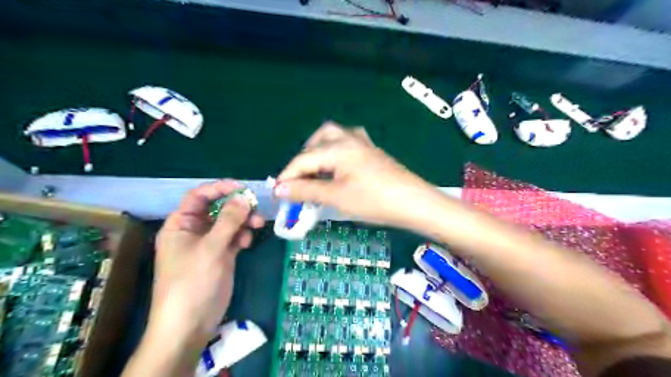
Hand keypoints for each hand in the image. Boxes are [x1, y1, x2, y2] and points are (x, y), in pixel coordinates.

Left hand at [147, 181, 264, 348]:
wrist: (190, 323)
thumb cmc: (193, 281)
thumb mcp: (211, 248)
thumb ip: (229, 220)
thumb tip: (244, 197)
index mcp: (181, 224)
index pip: (199, 197)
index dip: (219, 188)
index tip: (242, 187)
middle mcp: (194, 231)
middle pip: (217, 209)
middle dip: (237, 207)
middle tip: (256, 208)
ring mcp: (208, 244)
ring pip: (229, 223)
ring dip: (243, 222)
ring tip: (258, 225)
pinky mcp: (221, 255)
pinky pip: (234, 238)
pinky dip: (242, 236)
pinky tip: (247, 243)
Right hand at [275, 122, 438, 227]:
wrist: (414, 203)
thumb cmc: (374, 201)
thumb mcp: (336, 197)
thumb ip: (306, 191)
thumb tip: (279, 189)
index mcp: (337, 147)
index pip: (303, 159)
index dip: (287, 177)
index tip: (277, 194)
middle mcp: (349, 139)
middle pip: (318, 140)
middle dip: (304, 159)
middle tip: (299, 181)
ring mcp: (363, 143)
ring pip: (333, 137)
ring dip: (319, 151)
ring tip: (315, 172)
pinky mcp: (372, 151)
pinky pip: (347, 143)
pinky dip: (335, 152)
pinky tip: (338, 166)